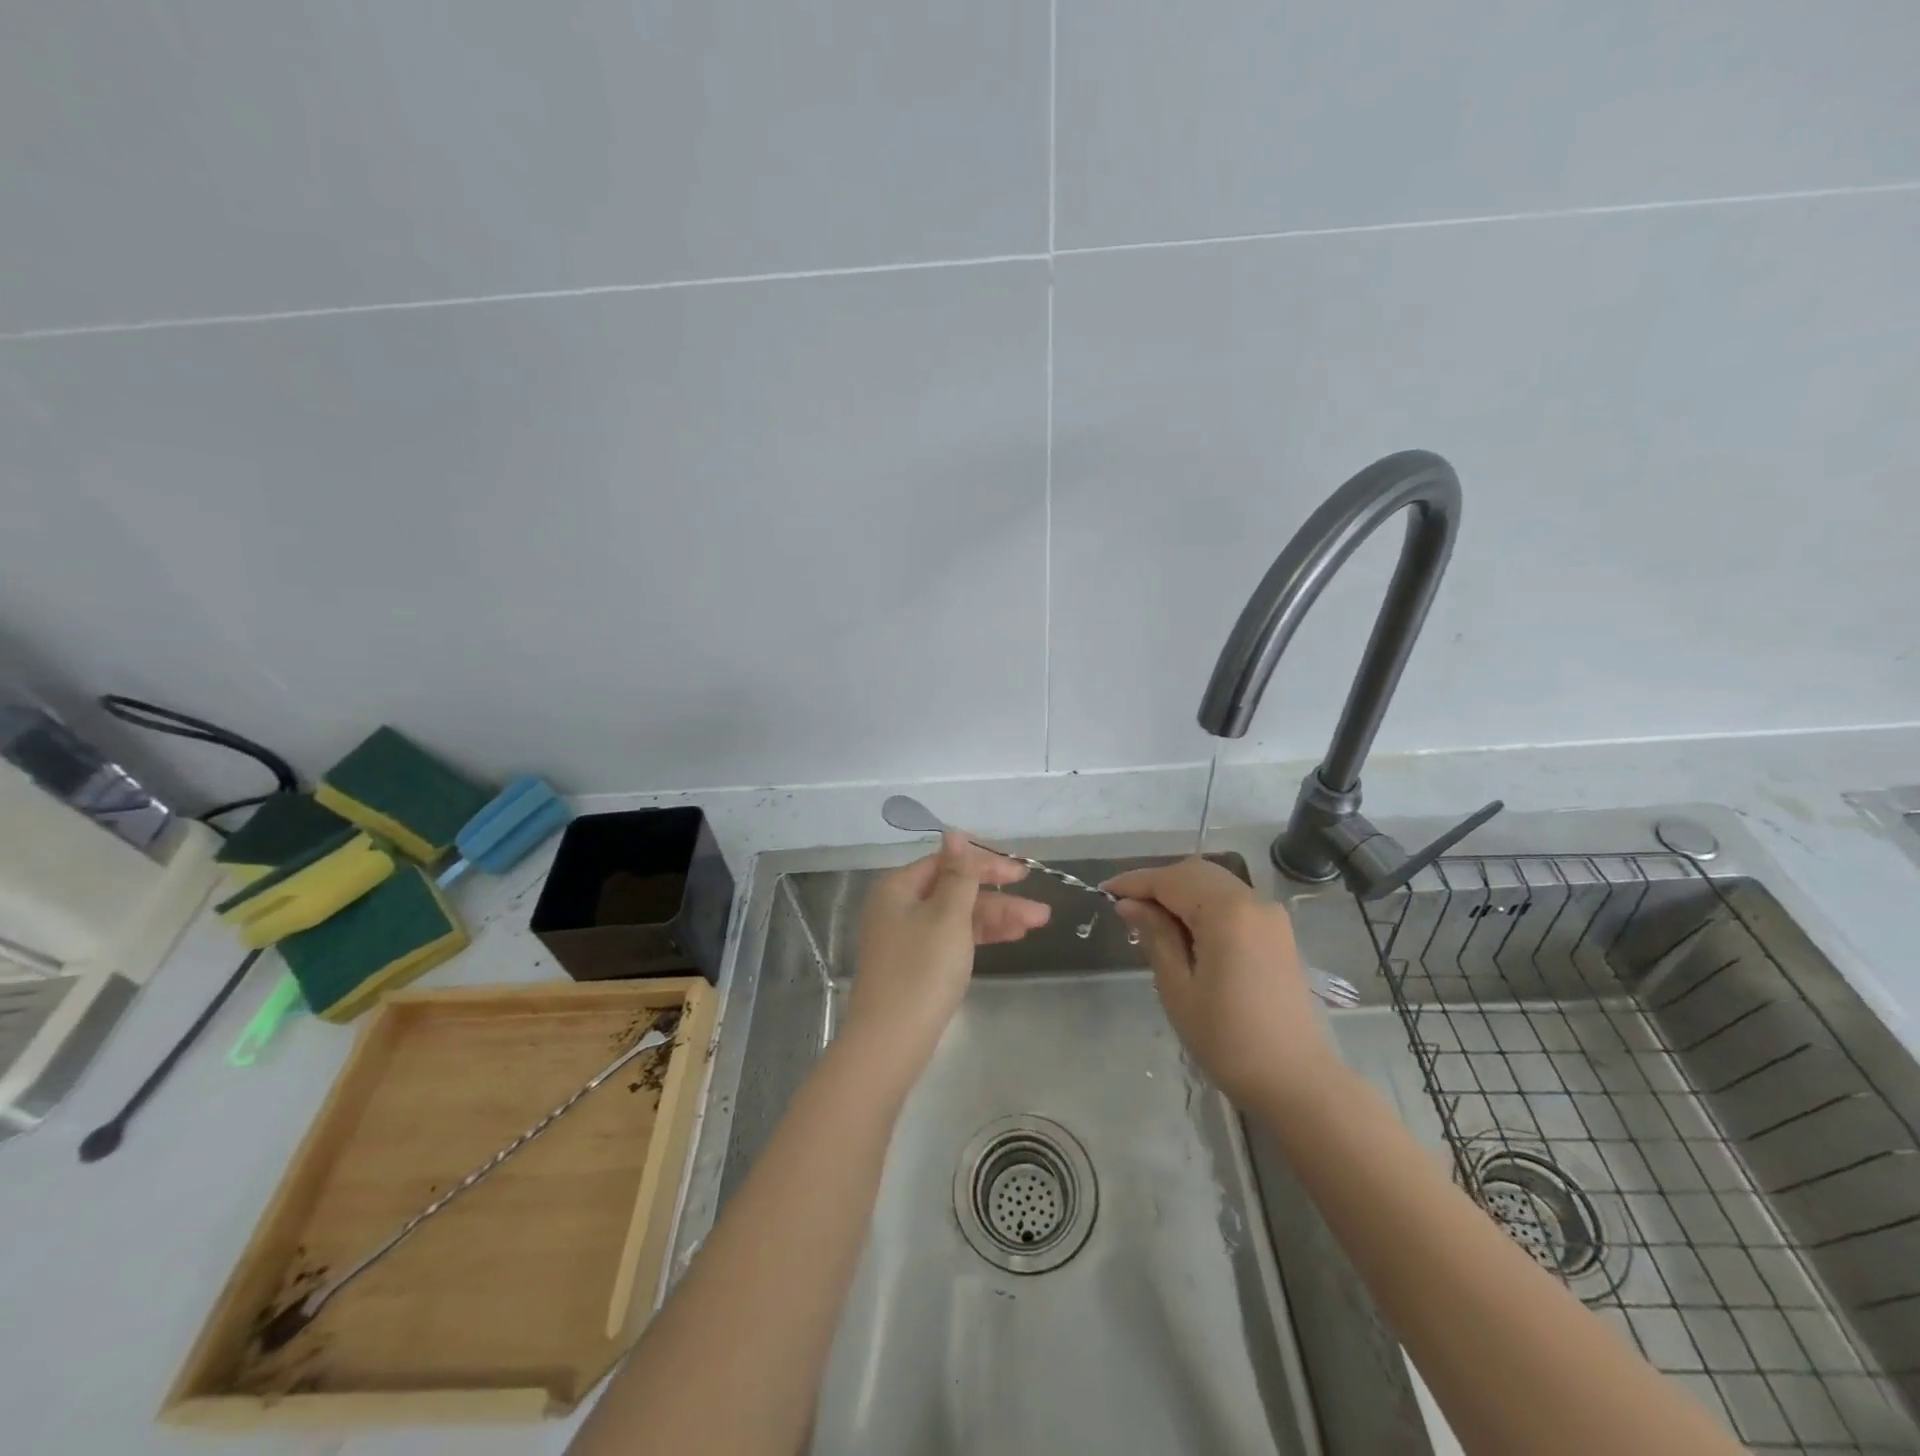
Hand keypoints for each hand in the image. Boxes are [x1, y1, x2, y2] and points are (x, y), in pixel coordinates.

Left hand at [843, 831, 1049, 1077]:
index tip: (1022, 873)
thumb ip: (958, 874)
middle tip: (1039, 908)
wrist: (892, 1042)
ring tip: (1037, 923)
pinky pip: (952, 937)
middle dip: (998, 897)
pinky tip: (1011, 936)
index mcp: (898, 887)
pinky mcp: (916, 963)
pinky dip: (979, 935)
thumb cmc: (921, 970)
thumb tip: (953, 832)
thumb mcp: (947, 915)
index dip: (985, 864)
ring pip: (957, 916)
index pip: (947, 862)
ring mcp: (906, 936)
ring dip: (995, 916)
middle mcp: (898, 906)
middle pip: (954, 889)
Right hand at [1104, 857, 1332, 1105]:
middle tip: (1124, 907)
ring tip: (1148, 918)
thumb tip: (1130, 905)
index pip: (1170, 880)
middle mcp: (1253, 901)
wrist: (1296, 1082)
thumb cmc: (1228, 1039)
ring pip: (1214, 884)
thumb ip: (1155, 935)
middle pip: (1195, 873)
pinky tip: (1183, 929)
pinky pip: (1232, 902)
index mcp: (1227, 911)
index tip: (1103, 892)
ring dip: (1179, 892)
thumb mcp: (1177, 987)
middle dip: (1157, 883)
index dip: (1134, 883)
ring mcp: (1270, 915)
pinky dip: (1203, 904)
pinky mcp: (1277, 933)